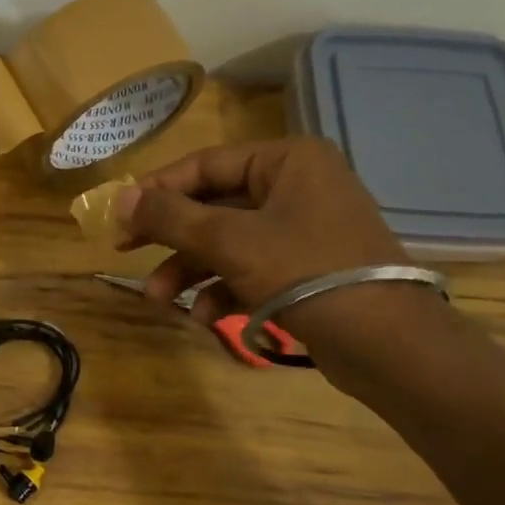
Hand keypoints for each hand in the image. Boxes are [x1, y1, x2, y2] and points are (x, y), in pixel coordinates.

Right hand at [116, 139, 435, 358]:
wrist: (386, 343)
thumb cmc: (304, 272)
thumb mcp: (228, 240)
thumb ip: (170, 216)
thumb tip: (118, 197)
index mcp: (286, 161)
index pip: (205, 165)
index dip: (157, 190)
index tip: (118, 216)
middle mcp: (296, 186)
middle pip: (213, 205)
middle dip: (172, 239)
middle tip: (126, 252)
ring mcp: (303, 230)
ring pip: (227, 242)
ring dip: (190, 271)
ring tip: (161, 301)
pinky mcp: (305, 269)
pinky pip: (250, 268)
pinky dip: (223, 290)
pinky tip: (203, 316)